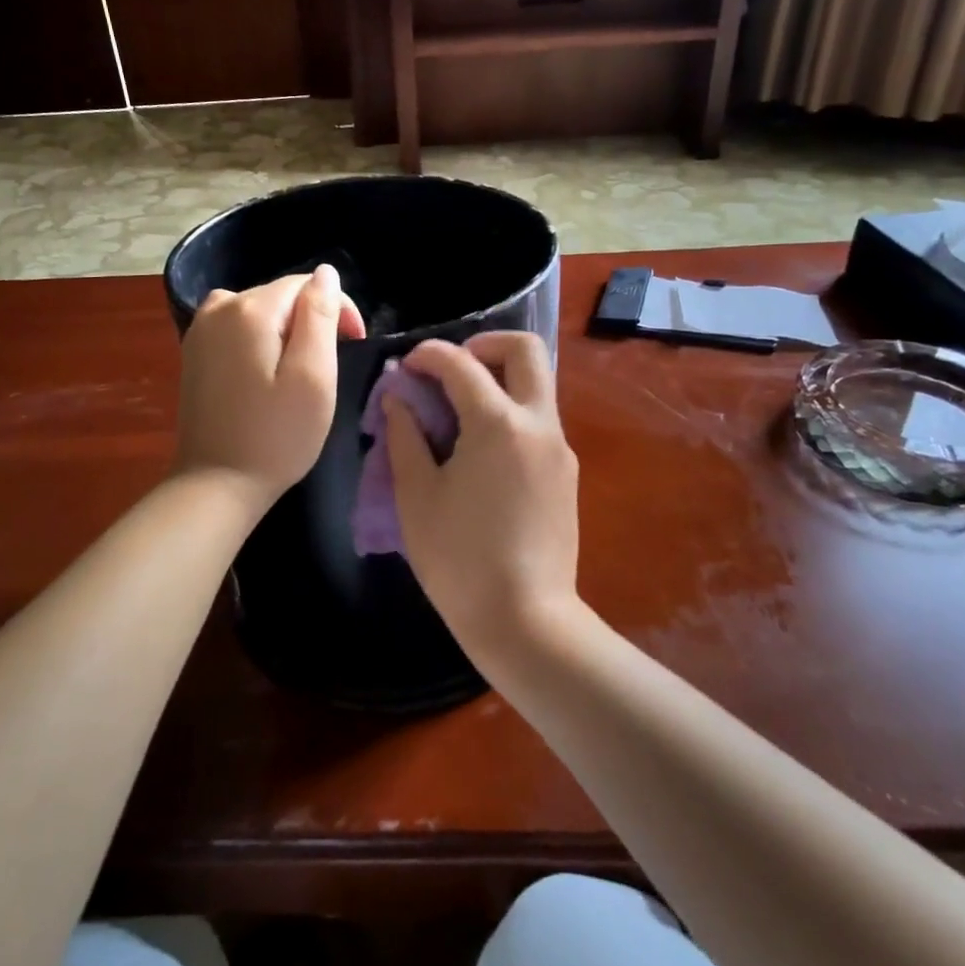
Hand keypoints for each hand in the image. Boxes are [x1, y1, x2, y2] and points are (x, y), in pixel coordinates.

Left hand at [174, 266, 365, 506]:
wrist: (216, 484)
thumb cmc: (276, 436)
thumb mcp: (313, 376)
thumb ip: (320, 316)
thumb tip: (326, 273)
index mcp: (250, 308)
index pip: (307, 284)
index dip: (337, 309)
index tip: (353, 345)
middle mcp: (219, 306)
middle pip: (282, 296)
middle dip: (311, 321)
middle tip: (327, 370)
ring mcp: (200, 328)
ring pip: (261, 312)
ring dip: (287, 333)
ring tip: (299, 375)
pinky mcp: (194, 351)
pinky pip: (239, 329)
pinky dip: (261, 343)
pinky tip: (267, 377)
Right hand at [383, 332, 580, 663]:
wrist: (526, 621)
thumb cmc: (459, 559)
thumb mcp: (417, 496)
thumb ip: (405, 437)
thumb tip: (398, 400)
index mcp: (499, 424)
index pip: (461, 364)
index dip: (429, 355)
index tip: (406, 366)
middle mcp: (539, 424)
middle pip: (526, 350)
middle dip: (485, 345)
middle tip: (451, 371)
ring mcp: (559, 448)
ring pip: (537, 385)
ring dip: (498, 380)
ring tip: (457, 413)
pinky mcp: (566, 474)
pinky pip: (538, 421)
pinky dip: (510, 413)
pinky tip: (480, 451)